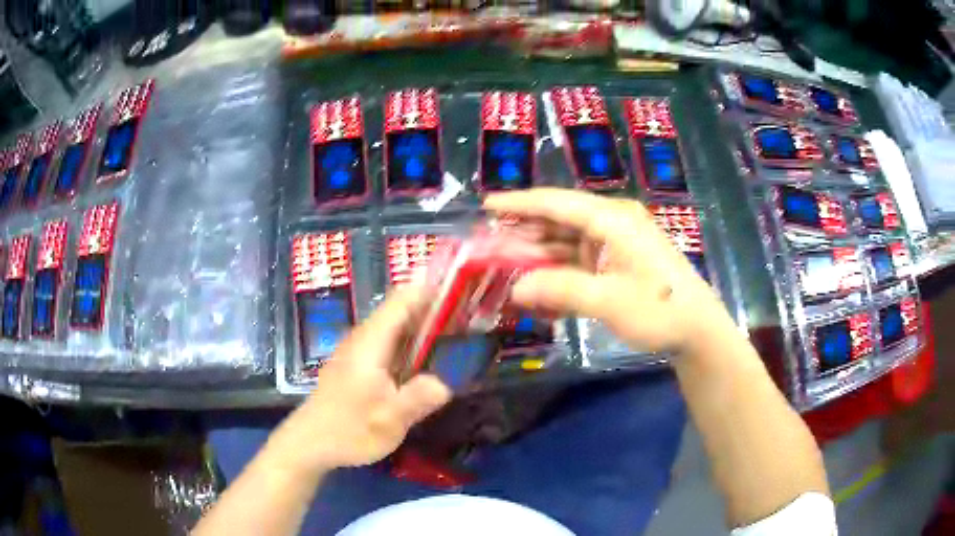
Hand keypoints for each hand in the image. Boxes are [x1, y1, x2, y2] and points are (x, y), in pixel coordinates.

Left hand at [271, 287, 451, 474]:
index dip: (428, 288)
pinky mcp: (355, 364)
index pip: (400, 301)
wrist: (309, 443)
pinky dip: (409, 340)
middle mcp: (362, 339)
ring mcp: (356, 351)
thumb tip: (446, 384)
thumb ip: (418, 399)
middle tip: (467, 308)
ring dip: (421, 322)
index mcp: (370, 343)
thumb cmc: (348, 431)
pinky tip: (425, 355)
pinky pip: (387, 341)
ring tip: (454, 326)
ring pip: (392, 326)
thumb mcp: (389, 421)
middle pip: (398, 309)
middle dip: (431, 304)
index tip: (459, 283)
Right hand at [485, 188, 734, 354]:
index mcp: (613, 219)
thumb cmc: (659, 310)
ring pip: (568, 241)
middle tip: (491, 244)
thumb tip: (515, 289)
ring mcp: (617, 242)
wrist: (698, 329)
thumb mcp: (608, 301)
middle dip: (526, 232)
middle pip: (561, 220)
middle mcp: (614, 222)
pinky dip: (560, 269)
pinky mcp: (619, 261)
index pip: (558, 203)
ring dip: (541, 253)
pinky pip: (581, 259)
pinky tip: (539, 283)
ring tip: (507, 264)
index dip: (521, 203)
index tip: (487, 204)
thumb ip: (560, 290)